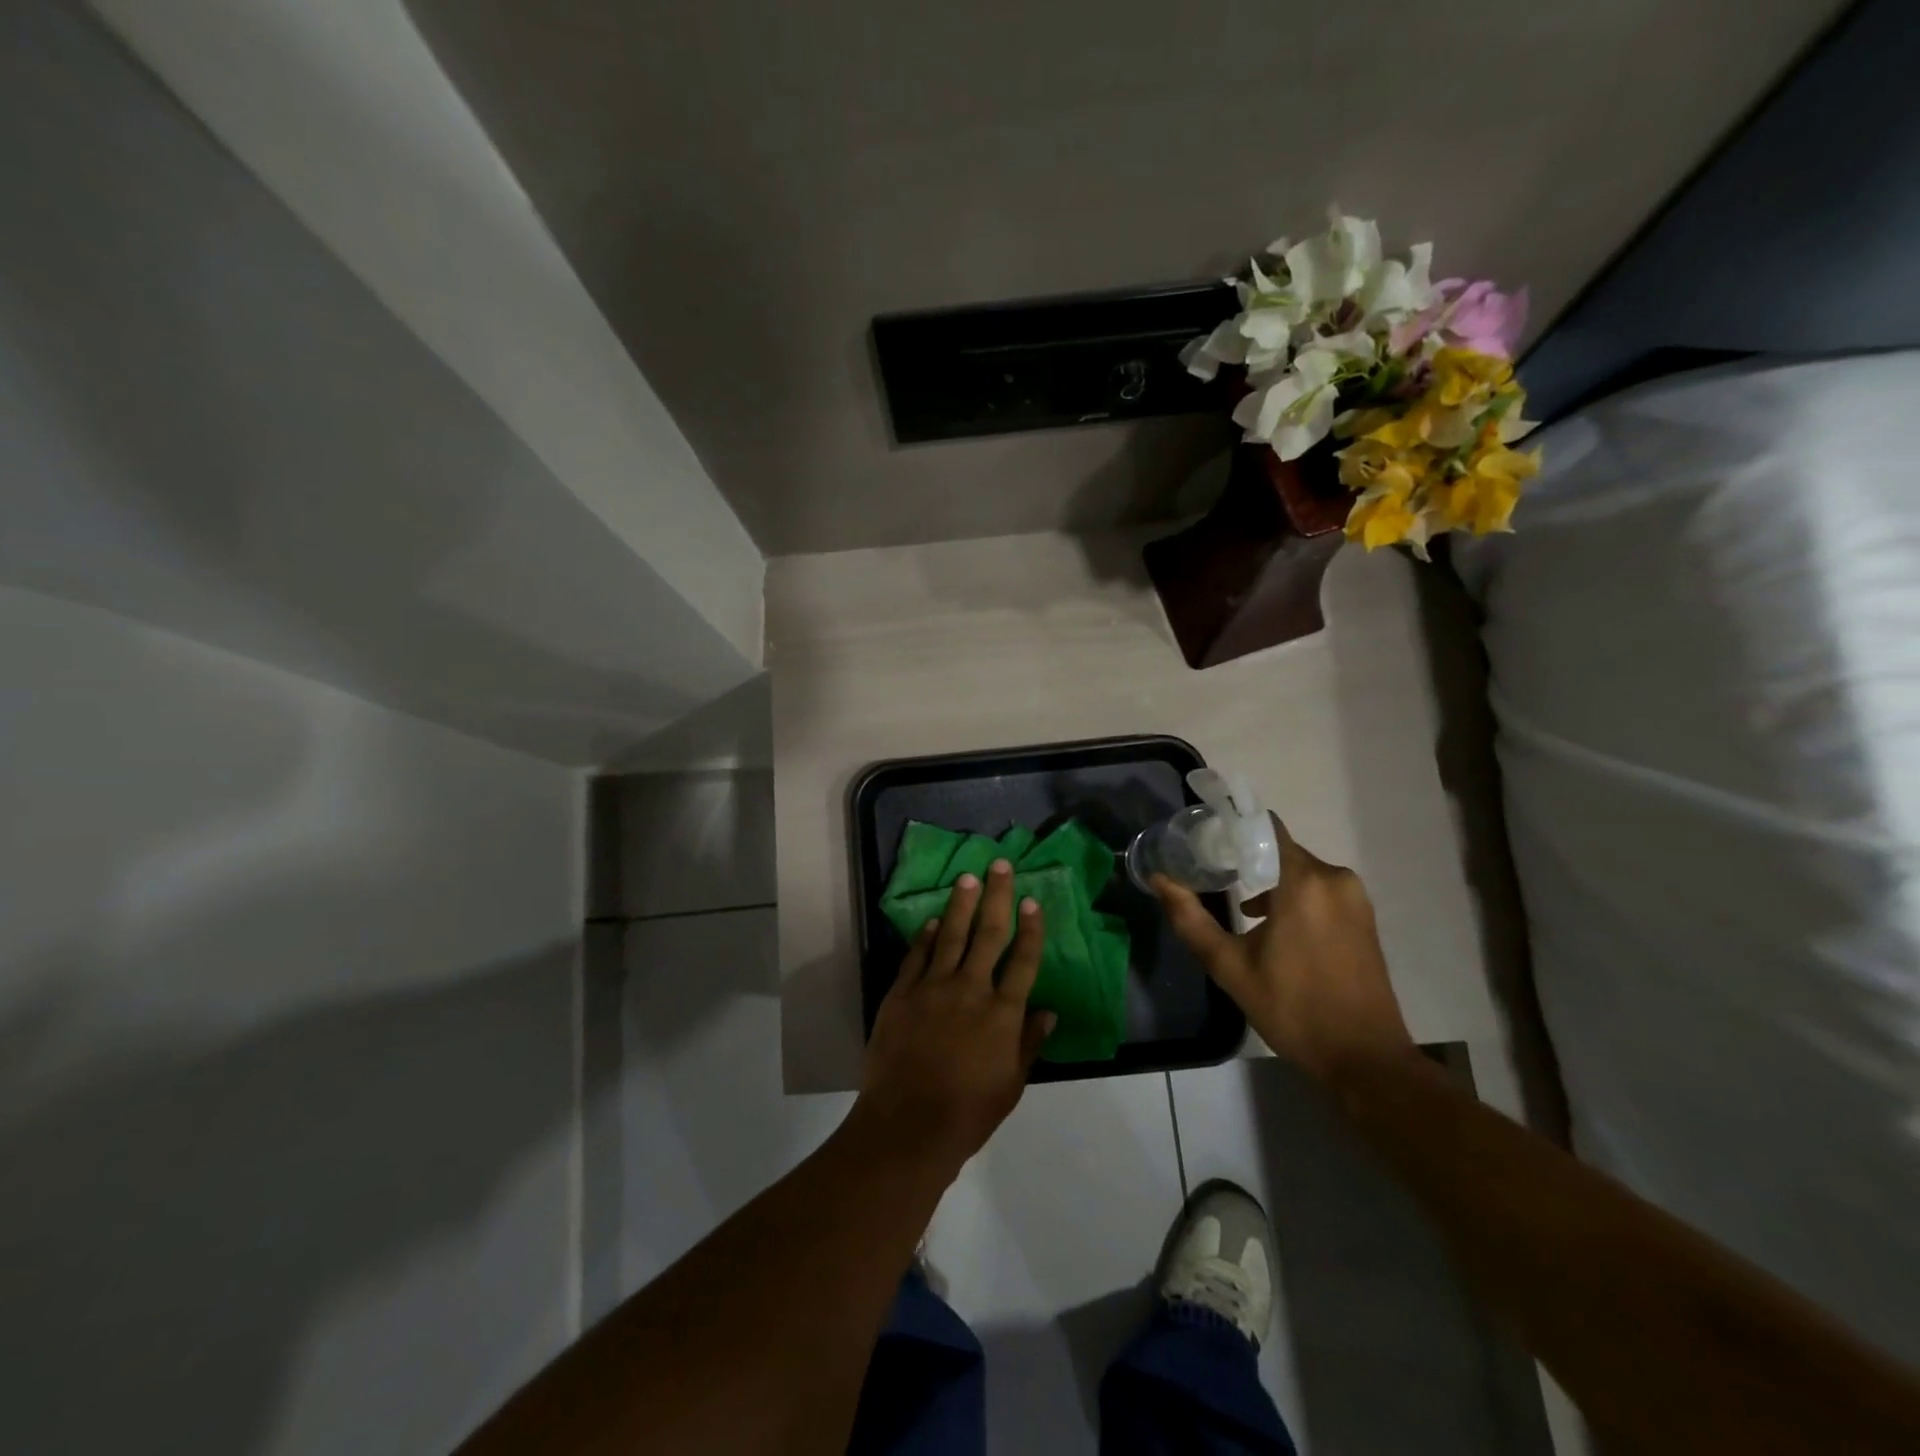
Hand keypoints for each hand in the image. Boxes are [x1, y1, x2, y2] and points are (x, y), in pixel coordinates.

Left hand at [853, 860, 1055, 1175]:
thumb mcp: (1011, 1084)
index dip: (1030, 929)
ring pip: (952, 935)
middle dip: (996, 896)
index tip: (1032, 901)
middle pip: (988, 934)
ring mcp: (933, 988)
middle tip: (1000, 866)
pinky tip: (933, 920)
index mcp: (1002, 1013)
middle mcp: (971, 989)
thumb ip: (1029, 1043)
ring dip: (961, 904)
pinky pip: (917, 956)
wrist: (908, 1124)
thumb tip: (1050, 1012)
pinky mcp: (902, 994)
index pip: (1023, 960)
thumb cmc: (968, 1111)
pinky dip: (926, 936)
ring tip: (968, 878)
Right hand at [1153, 816, 1414, 1086]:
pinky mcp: (1364, 919)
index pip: (1266, 828)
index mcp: (1304, 882)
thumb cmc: (1293, 1008)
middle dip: (1248, 861)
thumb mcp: (1230, 966)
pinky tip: (1274, 929)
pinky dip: (1295, 900)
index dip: (1234, 829)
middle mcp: (1335, 879)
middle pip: (1281, 851)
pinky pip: (1321, 892)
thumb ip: (1191, 919)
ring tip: (1239, 909)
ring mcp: (1355, 899)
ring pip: (1302, 873)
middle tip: (1214, 878)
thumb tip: (1159, 880)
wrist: (1364, 1058)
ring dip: (1272, 885)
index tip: (1206, 841)